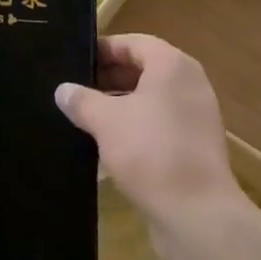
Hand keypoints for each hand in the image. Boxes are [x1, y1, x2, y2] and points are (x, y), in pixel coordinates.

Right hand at [54, 33, 245, 249]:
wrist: (198, 216)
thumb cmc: (151, 152)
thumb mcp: (106, 121)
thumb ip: (82, 100)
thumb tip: (62, 90)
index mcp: (172, 65)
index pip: (133, 43)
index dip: (103, 49)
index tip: (75, 61)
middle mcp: (189, 84)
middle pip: (144, 69)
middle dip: (109, 78)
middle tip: (76, 89)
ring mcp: (196, 117)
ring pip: (151, 100)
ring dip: (120, 105)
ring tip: (86, 117)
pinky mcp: (196, 147)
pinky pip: (160, 125)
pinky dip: (136, 128)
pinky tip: (108, 146)